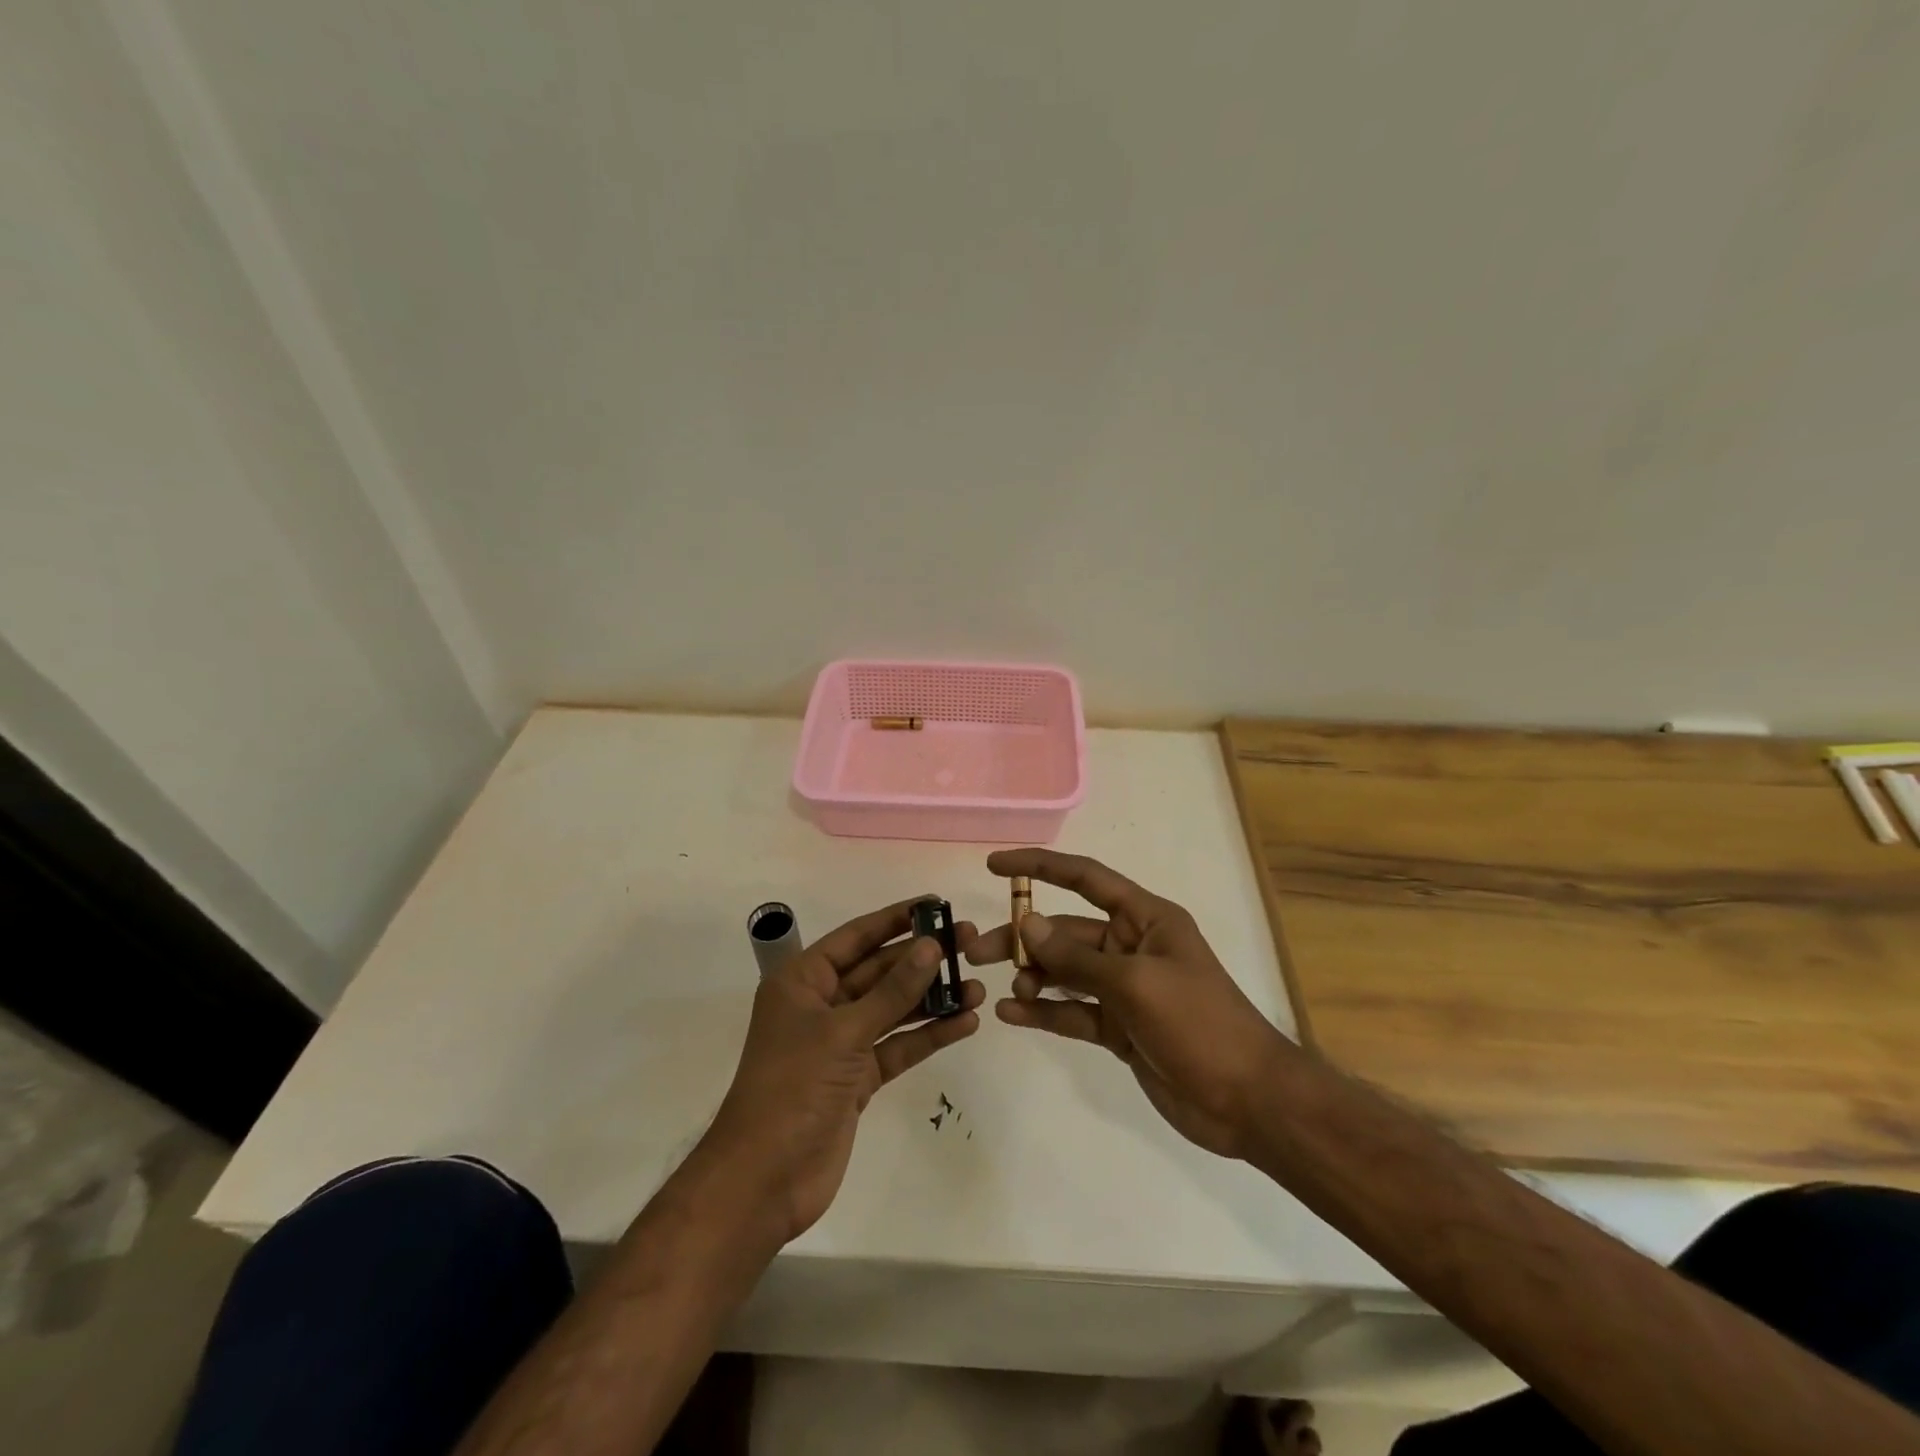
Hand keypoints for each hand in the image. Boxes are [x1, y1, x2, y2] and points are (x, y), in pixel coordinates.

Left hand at [703, 897, 983, 1241]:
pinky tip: (964, 1024)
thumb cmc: (793, 1088)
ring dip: (932, 998)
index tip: (935, 904)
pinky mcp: (858, 1078)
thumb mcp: (843, 1032)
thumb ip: (891, 991)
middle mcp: (822, 1005)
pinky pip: (898, 1046)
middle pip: (879, 971)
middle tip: (969, 942)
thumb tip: (931, 946)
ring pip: (893, 1009)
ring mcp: (841, 1043)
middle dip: (922, 958)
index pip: (856, 937)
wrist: (764, 1181)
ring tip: (977, 986)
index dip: (895, 919)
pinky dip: (928, 1035)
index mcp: (803, 982)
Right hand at [967, 849, 1291, 1160]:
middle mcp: (1131, 947)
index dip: (1040, 867)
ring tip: (1004, 987)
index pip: (1085, 878)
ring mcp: (1124, 989)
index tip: (996, 866)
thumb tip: (1027, 924)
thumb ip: (1077, 958)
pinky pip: (1073, 1011)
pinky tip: (1012, 1014)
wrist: (1249, 1102)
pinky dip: (1044, 1011)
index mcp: (1145, 918)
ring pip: (1066, 972)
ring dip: (1033, 975)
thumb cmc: (1198, 1024)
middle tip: (978, 950)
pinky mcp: (1119, 1028)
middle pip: (1066, 931)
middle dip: (1025, 937)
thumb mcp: (1134, 983)